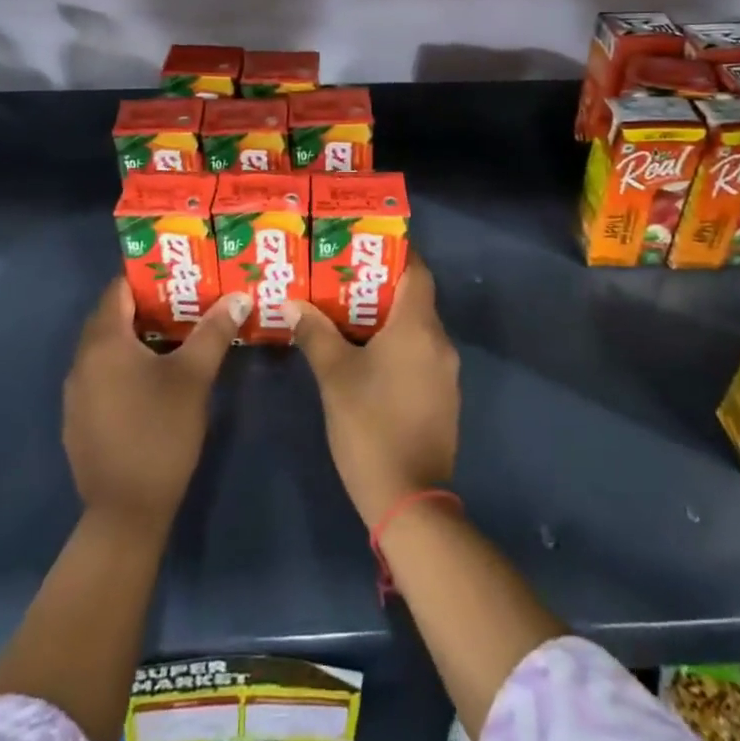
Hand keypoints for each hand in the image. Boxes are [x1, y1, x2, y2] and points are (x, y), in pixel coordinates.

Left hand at [63, 279, 246, 530]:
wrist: (126, 511)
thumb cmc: (161, 433)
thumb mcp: (194, 377)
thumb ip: (214, 332)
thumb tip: (239, 296)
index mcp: (104, 342)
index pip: (119, 290)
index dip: (148, 277)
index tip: (180, 272)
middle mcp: (82, 360)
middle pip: (111, 317)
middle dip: (146, 305)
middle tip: (185, 299)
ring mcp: (76, 392)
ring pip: (106, 348)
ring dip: (136, 336)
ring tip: (176, 333)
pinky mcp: (79, 418)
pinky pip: (101, 374)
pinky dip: (124, 364)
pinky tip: (153, 378)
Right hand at [287, 256, 457, 526]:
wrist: (408, 499)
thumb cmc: (369, 426)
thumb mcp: (334, 376)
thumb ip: (315, 333)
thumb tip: (294, 303)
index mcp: (418, 328)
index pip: (417, 271)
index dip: (396, 251)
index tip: (367, 241)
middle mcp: (440, 342)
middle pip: (415, 298)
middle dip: (381, 284)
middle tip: (343, 274)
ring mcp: (446, 372)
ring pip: (417, 328)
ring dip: (387, 317)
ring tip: (347, 310)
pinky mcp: (443, 397)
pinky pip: (420, 353)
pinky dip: (397, 344)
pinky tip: (366, 353)